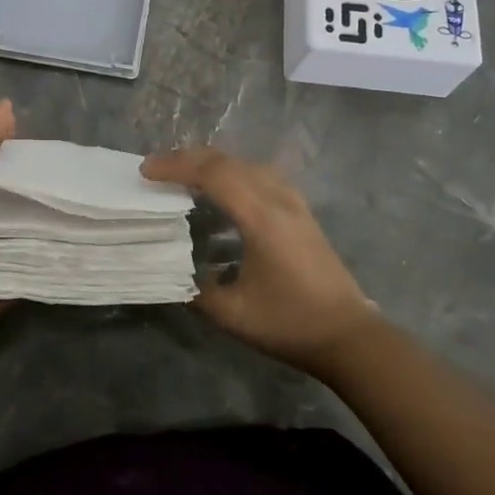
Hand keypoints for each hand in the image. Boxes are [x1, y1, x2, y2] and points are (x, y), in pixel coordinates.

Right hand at [141, 147, 381, 376]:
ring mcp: (293, 203)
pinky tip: (222, 192)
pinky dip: (233, 173)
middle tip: (156, 170)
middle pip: (228, 161)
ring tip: (184, 176)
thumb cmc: (289, 322)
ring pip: (246, 164)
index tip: (146, 172)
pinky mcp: (301, 212)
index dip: (176, 167)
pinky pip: (260, 176)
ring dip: (212, 164)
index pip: (212, 173)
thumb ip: (196, 289)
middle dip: (188, 159)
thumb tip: (175, 273)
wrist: (348, 336)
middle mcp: (278, 199)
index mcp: (260, 216)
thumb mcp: (232, 313)